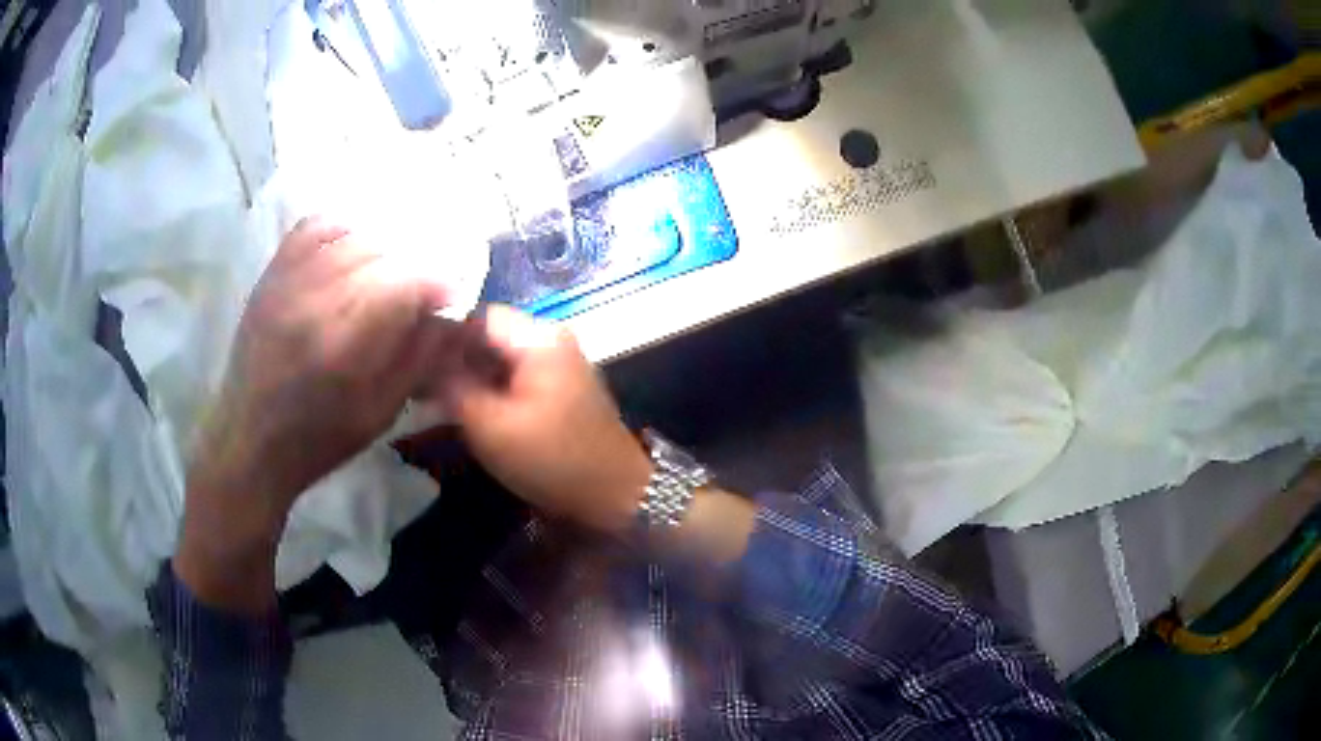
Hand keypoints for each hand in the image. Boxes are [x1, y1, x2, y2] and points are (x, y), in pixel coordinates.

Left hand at [177, 218, 451, 611]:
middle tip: (418, 290)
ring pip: (352, 234)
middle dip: (412, 266)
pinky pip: (313, 226)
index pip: (407, 281)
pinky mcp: (272, 274)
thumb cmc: (319, 439)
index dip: (438, 283)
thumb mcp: (380, 412)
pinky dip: (340, 229)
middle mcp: (315, 299)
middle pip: (383, 250)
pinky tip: (349, 251)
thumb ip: (419, 357)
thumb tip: (451, 313)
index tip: (448, 297)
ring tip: (384, 274)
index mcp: (345, 344)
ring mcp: (289, 280)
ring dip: (381, 249)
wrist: (249, 440)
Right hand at [442, 306, 651, 532]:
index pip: (478, 316)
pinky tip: (470, 410)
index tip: (414, 362)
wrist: (614, 494)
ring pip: (501, 358)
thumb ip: (453, 387)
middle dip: (456, 359)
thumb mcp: (492, 426)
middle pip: (490, 336)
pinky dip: (492, 389)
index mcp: (539, 337)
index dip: (443, 337)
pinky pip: (517, 376)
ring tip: (438, 401)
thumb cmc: (553, 460)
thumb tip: (427, 362)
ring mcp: (559, 362)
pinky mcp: (560, 387)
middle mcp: (552, 339)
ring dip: (472, 377)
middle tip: (421, 386)